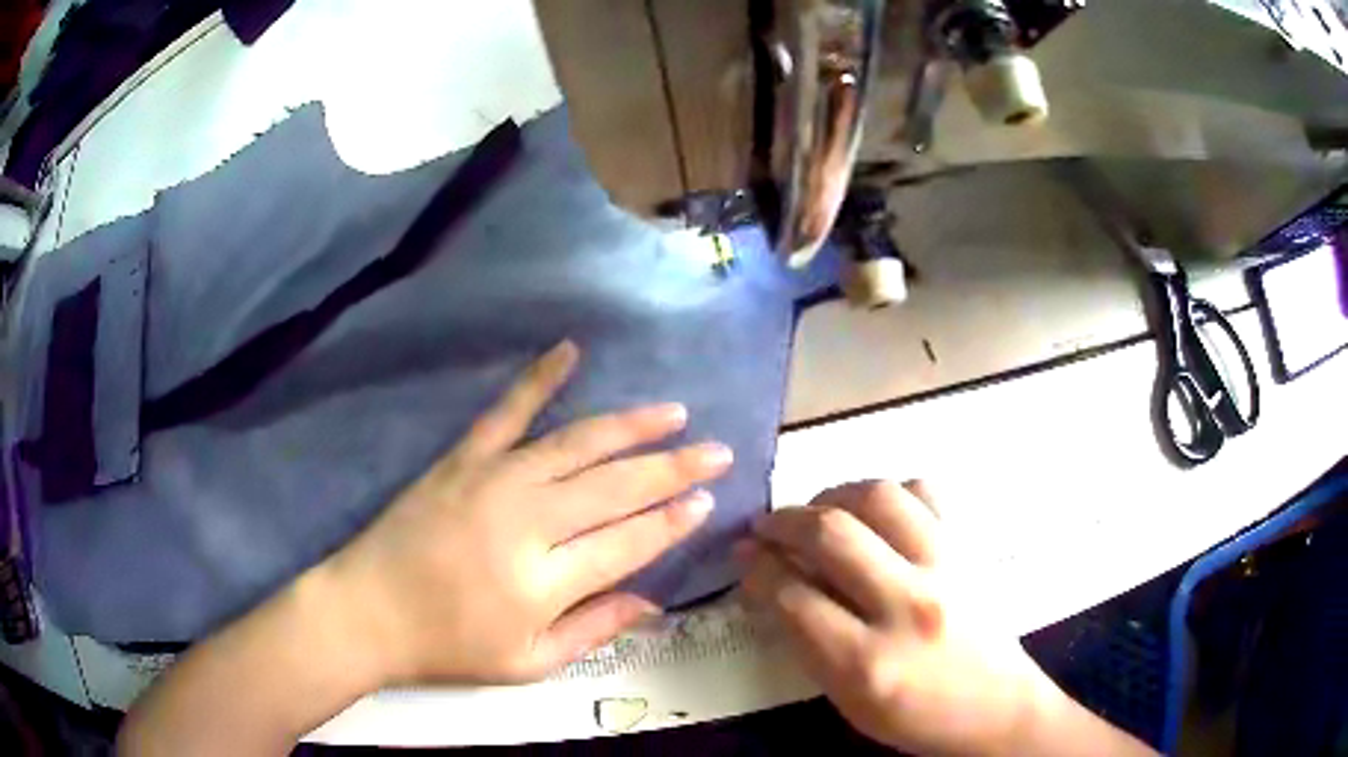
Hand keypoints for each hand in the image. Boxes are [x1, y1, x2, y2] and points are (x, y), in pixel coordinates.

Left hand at [324, 341, 732, 684]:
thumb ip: (594, 630)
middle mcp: (527, 520)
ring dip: (631, 425)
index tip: (707, 500)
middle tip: (715, 451)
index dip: (673, 521)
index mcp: (545, 580)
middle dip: (674, 468)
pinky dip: (539, 377)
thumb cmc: (448, 647)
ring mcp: (493, 479)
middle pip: (616, 486)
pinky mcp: (462, 458)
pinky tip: (569, 350)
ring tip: (674, 413)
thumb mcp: (528, 663)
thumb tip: (653, 601)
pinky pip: (507, 411)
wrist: (367, 610)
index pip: (629, 542)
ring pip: (577, 443)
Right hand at [738, 481, 1051, 755]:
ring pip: (880, 498)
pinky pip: (926, 493)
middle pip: (833, 534)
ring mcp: (946, 568)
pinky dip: (891, 493)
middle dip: (784, 521)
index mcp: (868, 662)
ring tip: (818, 510)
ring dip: (834, 494)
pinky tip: (877, 514)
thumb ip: (806, 642)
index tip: (744, 556)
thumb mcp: (848, 700)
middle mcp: (908, 606)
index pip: (794, 596)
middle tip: (766, 525)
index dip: (758, 569)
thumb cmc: (916, 715)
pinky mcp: (969, 548)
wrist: (997, 705)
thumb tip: (772, 584)